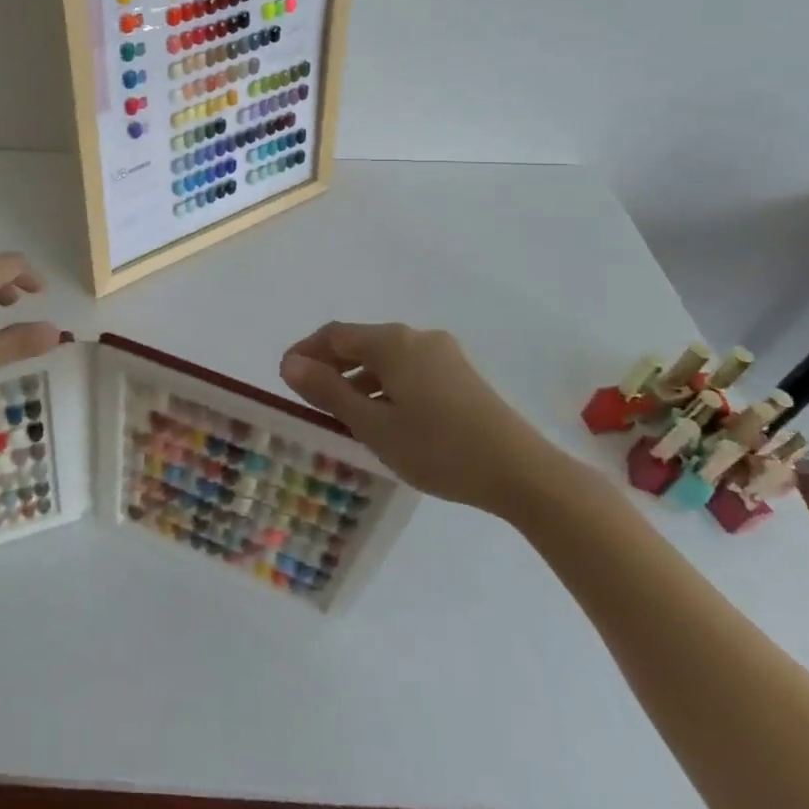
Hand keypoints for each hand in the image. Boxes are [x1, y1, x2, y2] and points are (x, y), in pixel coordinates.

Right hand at [279, 322, 566, 516]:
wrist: (523, 473)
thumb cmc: (438, 449)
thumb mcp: (373, 425)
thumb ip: (329, 391)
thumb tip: (289, 363)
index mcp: (391, 342)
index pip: (334, 335)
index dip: (305, 352)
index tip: (285, 378)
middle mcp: (416, 337)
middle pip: (360, 343)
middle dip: (331, 366)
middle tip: (309, 398)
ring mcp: (444, 355)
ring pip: (386, 358)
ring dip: (358, 379)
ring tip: (343, 414)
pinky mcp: (461, 375)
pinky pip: (408, 369)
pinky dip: (385, 385)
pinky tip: (385, 417)